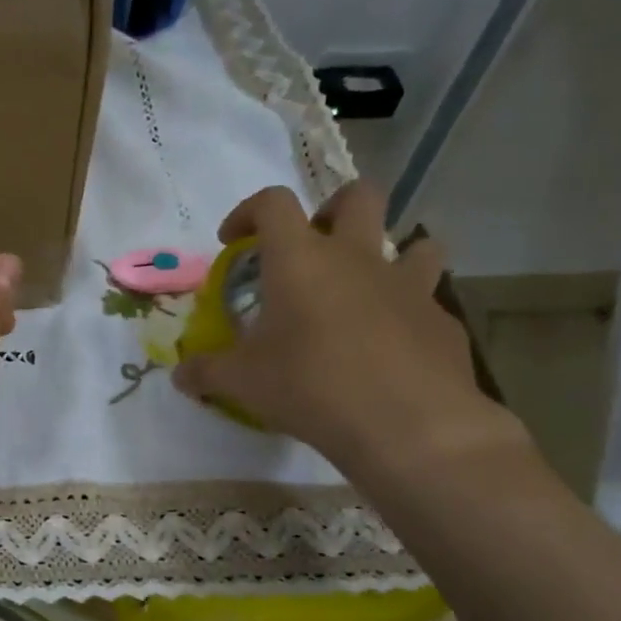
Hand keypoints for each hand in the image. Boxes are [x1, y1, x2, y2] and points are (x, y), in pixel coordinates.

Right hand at [173, 181, 526, 483]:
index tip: (233, 242)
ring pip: (415, 242)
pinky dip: (405, 313)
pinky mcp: (441, 320)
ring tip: (365, 290)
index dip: (248, 211)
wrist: (406, 423)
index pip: (272, 203)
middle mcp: (357, 257)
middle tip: (312, 247)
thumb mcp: (242, 382)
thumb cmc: (310, 386)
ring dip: (390, 255)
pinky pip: (425, 301)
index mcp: (300, 259)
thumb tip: (179, 376)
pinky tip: (389, 349)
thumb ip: (206, 372)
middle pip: (358, 196)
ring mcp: (408, 285)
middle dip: (333, 209)